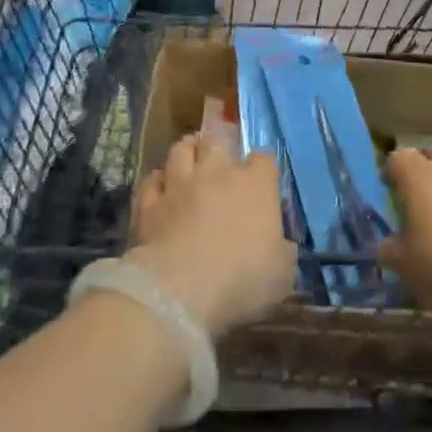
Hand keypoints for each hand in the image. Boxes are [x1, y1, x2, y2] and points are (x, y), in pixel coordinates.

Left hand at [130, 135, 295, 338]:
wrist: (181, 290)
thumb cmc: (242, 279)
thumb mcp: (282, 274)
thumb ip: (282, 251)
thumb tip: (280, 247)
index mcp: (256, 184)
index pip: (264, 159)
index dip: (263, 168)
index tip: (263, 182)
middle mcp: (217, 173)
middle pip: (218, 140)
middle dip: (219, 146)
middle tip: (220, 160)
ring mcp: (180, 184)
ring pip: (180, 150)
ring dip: (186, 152)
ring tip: (189, 160)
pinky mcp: (149, 203)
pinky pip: (152, 181)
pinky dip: (157, 182)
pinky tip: (160, 190)